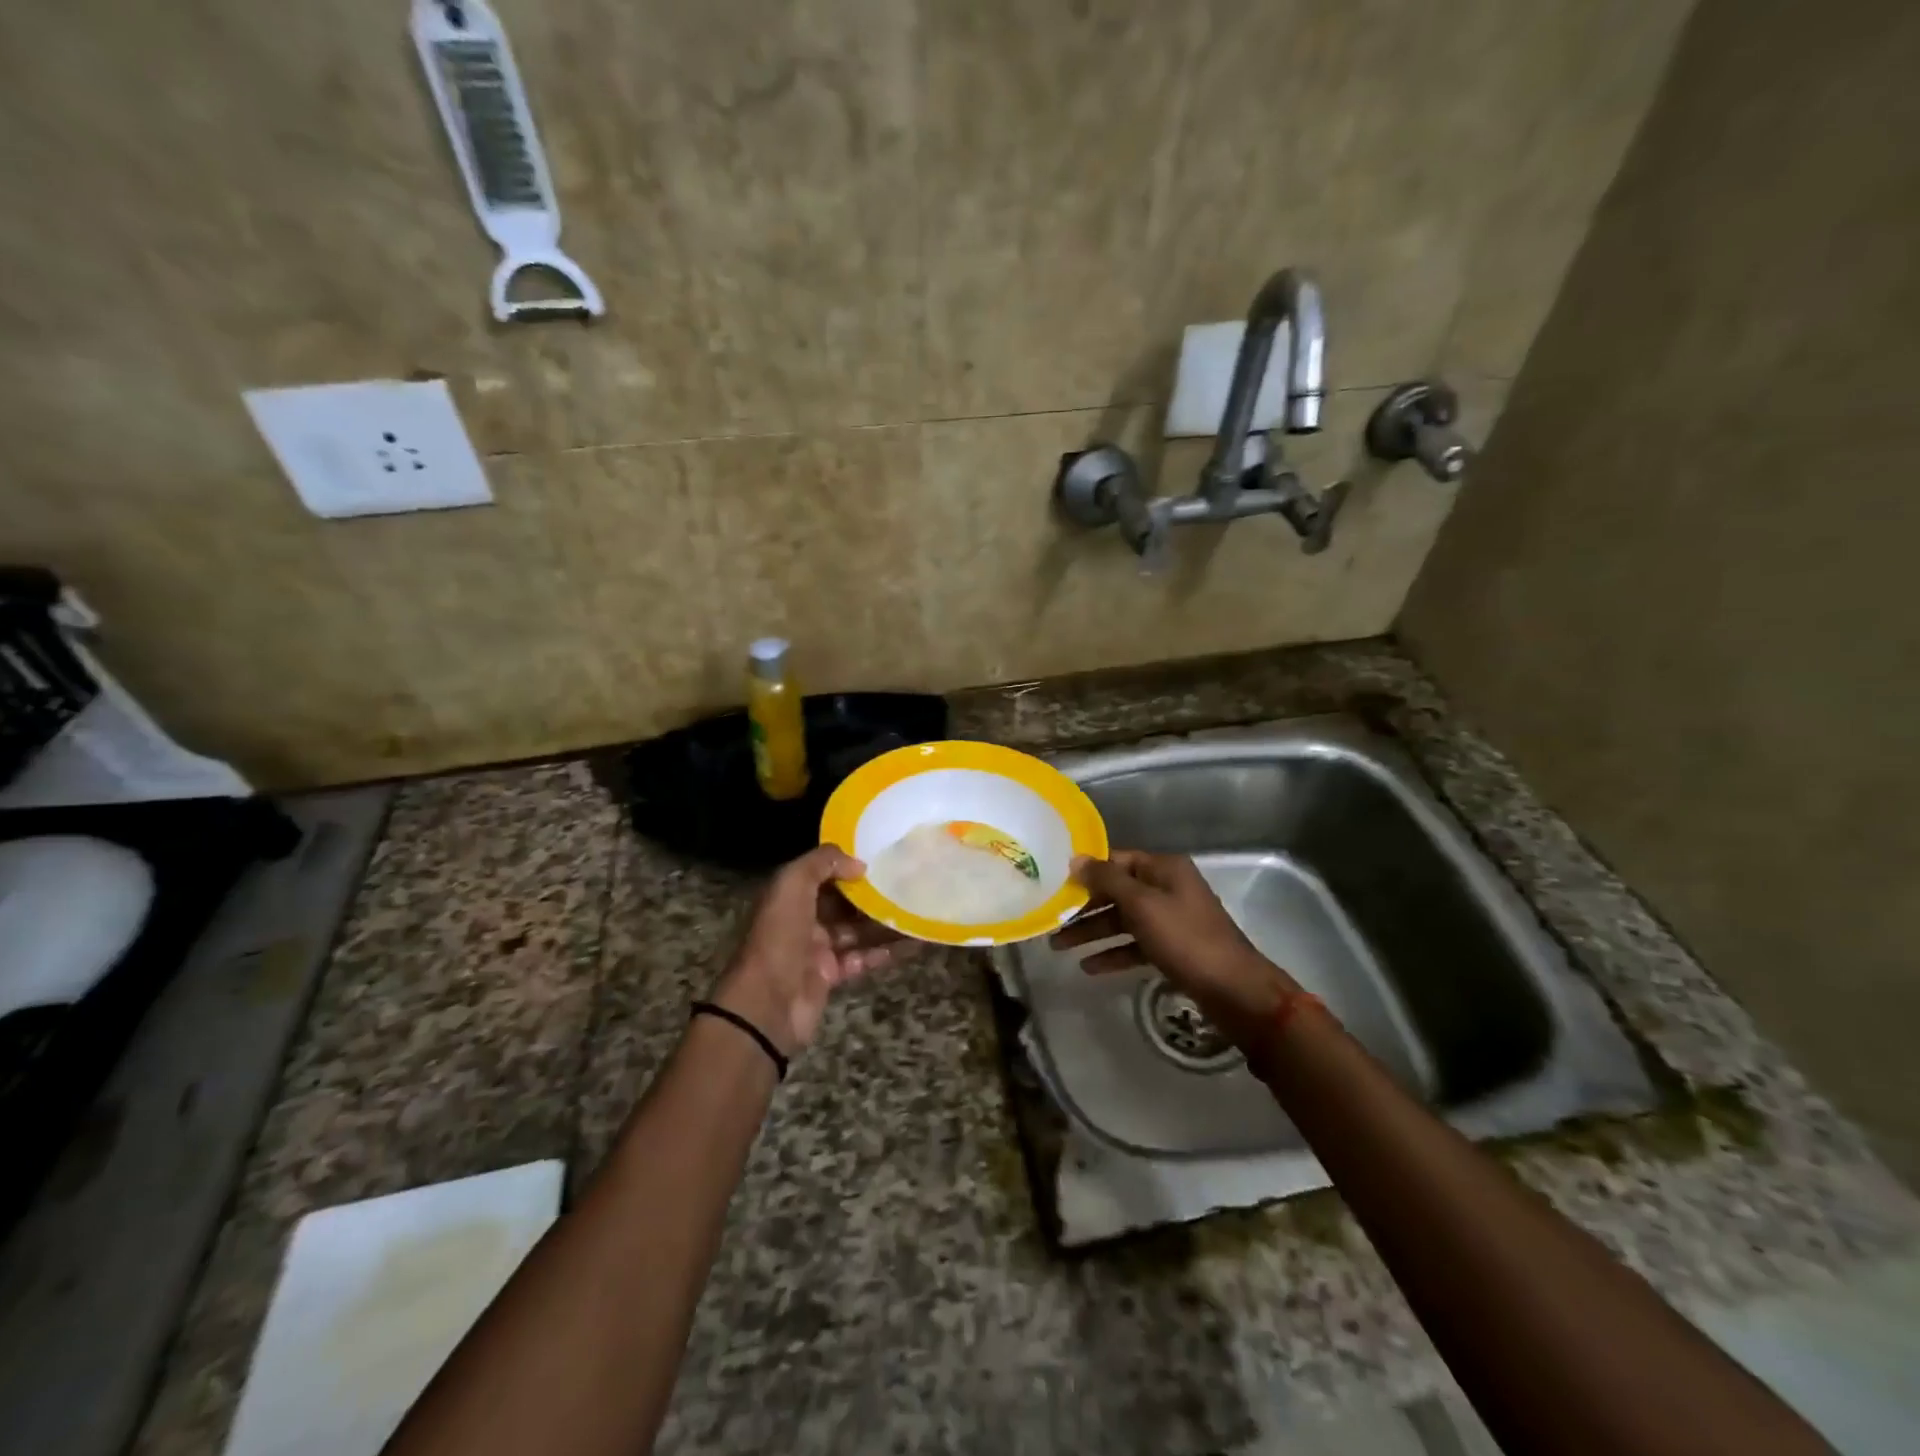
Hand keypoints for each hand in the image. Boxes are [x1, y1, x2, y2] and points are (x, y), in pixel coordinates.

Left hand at [712, 845, 909, 1057]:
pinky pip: (863, 958)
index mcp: (789, 896)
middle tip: (907, 881)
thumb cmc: (779, 936)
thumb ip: (823, 863)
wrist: (768, 1004)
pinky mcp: (832, 976)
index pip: (822, 874)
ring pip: (856, 930)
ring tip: (917, 909)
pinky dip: (886, 951)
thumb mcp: (792, 884)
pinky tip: (913, 942)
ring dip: (884, 922)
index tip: (881, 857)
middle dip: (871, 894)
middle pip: (842, 902)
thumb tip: (859, 864)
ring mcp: (817, 950)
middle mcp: (802, 920)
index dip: (847, 865)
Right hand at [1051, 851, 1301, 1052]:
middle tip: (1051, 921)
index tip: (1055, 883)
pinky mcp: (1173, 948)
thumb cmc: (1185, 939)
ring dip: (1093, 932)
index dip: (1087, 871)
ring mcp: (1171, 919)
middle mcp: (1168, 888)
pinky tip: (1089, 967)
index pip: (1117, 860)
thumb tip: (1076, 858)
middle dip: (1084, 907)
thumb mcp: (1142, 905)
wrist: (1234, 990)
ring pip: (1123, 920)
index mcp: (1164, 869)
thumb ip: (1107, 880)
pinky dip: (1113, 953)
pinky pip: (1135, 944)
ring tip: (1059, 948)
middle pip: (1117, 892)